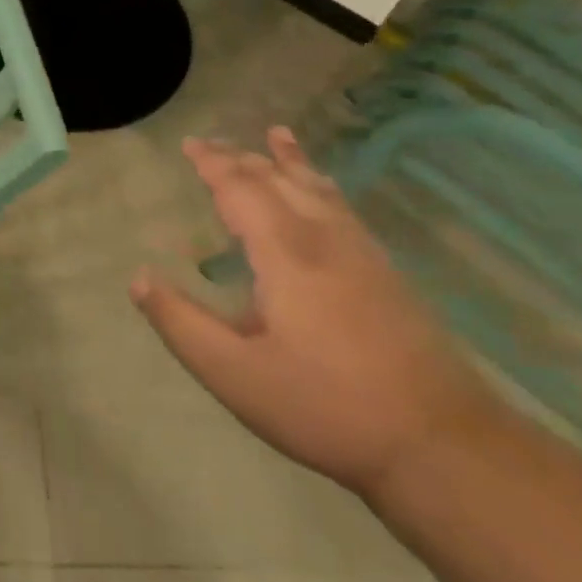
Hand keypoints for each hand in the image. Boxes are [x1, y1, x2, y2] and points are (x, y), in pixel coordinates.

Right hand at [130, 128, 500, 499]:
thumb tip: (139, 279)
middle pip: (280, 181)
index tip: (190, 144)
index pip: (241, 190)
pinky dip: (323, 186)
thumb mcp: (233, 374)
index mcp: (285, 255)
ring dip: (289, 162)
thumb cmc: (325, 406)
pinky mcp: (387, 276)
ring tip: (277, 136)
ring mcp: (364, 256)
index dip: (213, 165)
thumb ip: (181, 323)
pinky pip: (344, 209)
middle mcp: (325, 240)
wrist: (443, 445)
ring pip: (319, 190)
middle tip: (211, 143)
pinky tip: (324, 195)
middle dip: (242, 158)